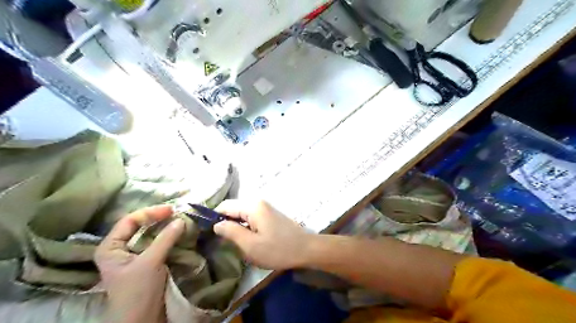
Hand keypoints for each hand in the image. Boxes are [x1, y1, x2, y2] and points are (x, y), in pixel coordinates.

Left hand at [95, 206, 183, 322]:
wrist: (142, 320)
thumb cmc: (137, 291)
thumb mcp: (150, 262)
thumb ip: (165, 239)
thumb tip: (181, 219)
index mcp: (111, 247)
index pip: (129, 221)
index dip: (150, 213)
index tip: (170, 210)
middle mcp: (121, 248)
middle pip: (139, 226)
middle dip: (158, 218)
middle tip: (176, 212)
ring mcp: (135, 255)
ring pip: (150, 234)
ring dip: (164, 226)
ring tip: (180, 219)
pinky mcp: (147, 261)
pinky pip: (158, 242)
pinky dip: (168, 236)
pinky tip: (178, 232)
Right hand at [213, 200, 313, 269]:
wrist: (305, 249)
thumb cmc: (277, 249)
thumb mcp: (250, 245)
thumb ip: (231, 232)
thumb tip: (216, 224)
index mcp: (252, 206)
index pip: (225, 206)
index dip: (214, 217)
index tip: (207, 232)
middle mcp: (258, 202)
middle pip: (234, 208)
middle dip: (225, 222)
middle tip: (220, 241)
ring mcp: (265, 208)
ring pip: (242, 214)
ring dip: (235, 226)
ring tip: (232, 242)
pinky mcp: (270, 215)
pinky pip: (251, 217)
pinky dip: (244, 226)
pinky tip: (246, 239)